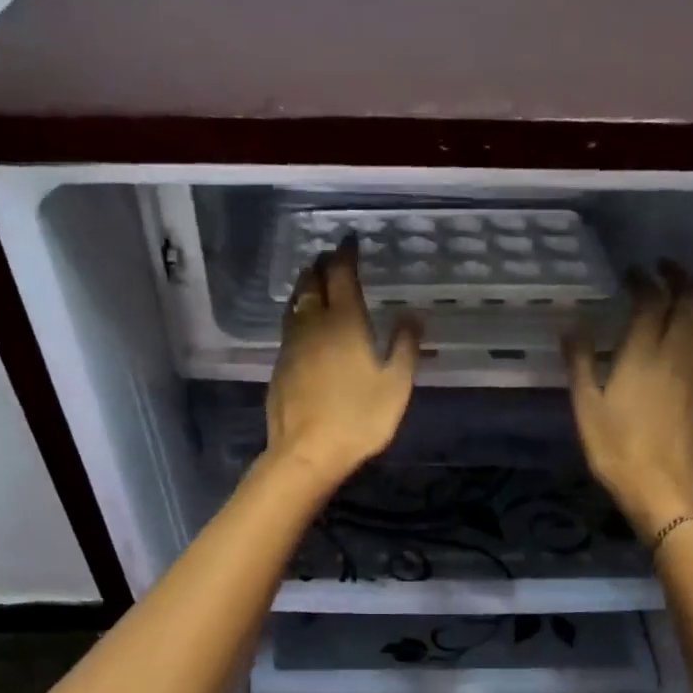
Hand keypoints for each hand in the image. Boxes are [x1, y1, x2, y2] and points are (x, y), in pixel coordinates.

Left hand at [265, 240, 421, 489]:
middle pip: (312, 283)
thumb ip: (405, 345)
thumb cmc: (359, 418)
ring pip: (295, 303)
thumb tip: (413, 313)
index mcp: (345, 322)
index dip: (345, 254)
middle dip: (321, 265)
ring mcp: (292, 344)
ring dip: (305, 285)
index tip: (350, 240)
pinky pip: (289, 325)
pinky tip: (303, 322)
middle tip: (331, 257)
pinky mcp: (280, 365)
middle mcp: (314, 324)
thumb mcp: (395, 384)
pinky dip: (297, 312)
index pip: (341, 275)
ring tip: (313, 279)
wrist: (307, 451)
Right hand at [565, 263, 692, 537]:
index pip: (652, 301)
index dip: (643, 281)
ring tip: (681, 287)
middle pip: (691, 301)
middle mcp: (675, 353)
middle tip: (662, 267)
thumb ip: (580, 363)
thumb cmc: (617, 448)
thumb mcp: (587, 407)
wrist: (662, 484)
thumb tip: (571, 327)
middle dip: (680, 277)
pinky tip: (692, 325)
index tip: (631, 272)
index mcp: (644, 354)